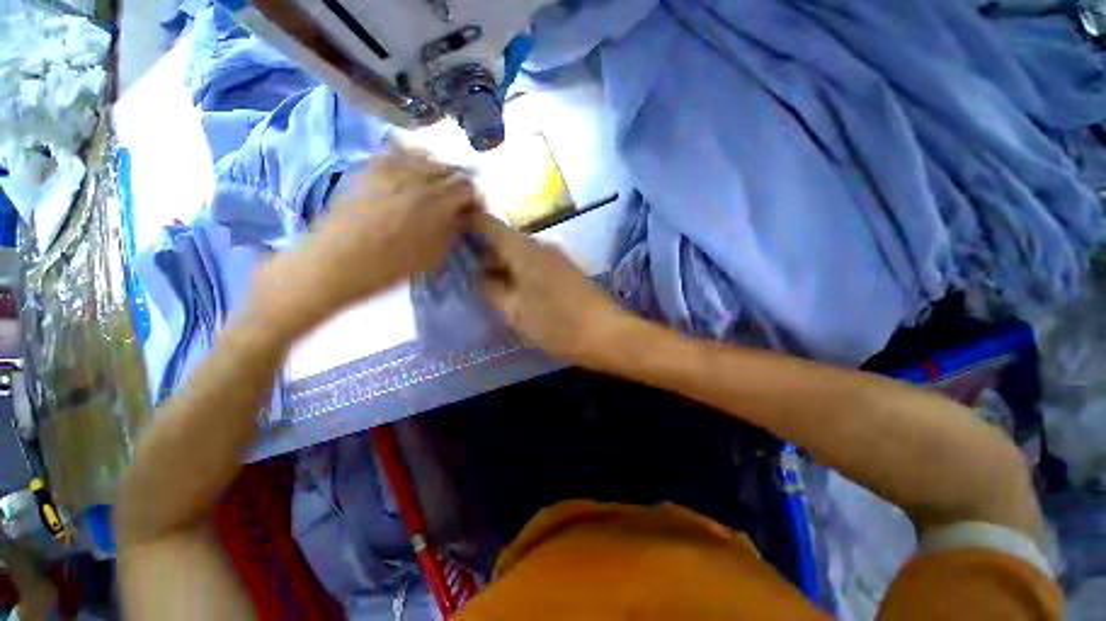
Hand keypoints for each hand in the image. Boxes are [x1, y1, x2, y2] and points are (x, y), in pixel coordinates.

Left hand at [256, 148, 479, 335]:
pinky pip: (396, 152)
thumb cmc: (389, 268)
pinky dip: (411, 158)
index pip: (467, 188)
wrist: (334, 264)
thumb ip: (451, 232)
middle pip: (449, 169)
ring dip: (438, 169)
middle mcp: (416, 179)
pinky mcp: (369, 169)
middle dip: (460, 183)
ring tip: (437, 184)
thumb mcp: (432, 257)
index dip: (475, 197)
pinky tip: (412, 171)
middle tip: (459, 198)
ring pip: (425, 156)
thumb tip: (461, 218)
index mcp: (436, 204)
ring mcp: (390, 170)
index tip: (474, 209)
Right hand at [471, 213, 631, 365]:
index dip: (468, 223)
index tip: (449, 229)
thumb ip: (492, 290)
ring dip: (501, 262)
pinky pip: (534, 262)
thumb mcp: (515, 311)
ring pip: (520, 252)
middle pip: (504, 239)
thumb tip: (479, 275)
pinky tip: (511, 287)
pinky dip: (518, 270)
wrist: (606, 333)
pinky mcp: (565, 269)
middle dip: (482, 249)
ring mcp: (555, 256)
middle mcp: (539, 245)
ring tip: (483, 279)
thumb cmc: (557, 323)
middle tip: (460, 264)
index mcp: (523, 249)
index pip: (489, 225)